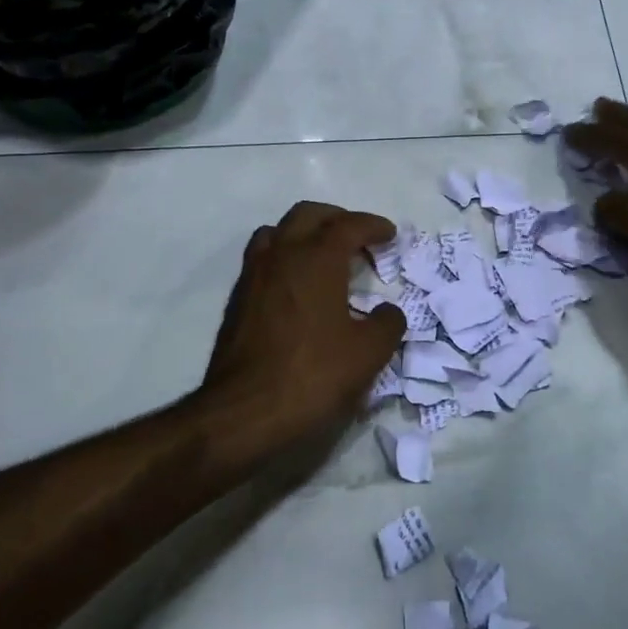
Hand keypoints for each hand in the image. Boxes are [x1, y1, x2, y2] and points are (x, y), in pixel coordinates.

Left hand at [200, 201, 406, 459]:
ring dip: (304, 233)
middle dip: (337, 219)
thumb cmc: (312, 376)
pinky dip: (285, 257)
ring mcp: (254, 276)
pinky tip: (298, 287)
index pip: (348, 226)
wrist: (243, 413)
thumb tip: (387, 311)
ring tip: (324, 256)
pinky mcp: (238, 301)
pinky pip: (263, 259)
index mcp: (316, 260)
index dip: (373, 226)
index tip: (390, 235)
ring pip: (278, 232)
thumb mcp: (368, 354)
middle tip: (358, 238)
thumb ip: (387, 324)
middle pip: (308, 215)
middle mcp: (282, 256)